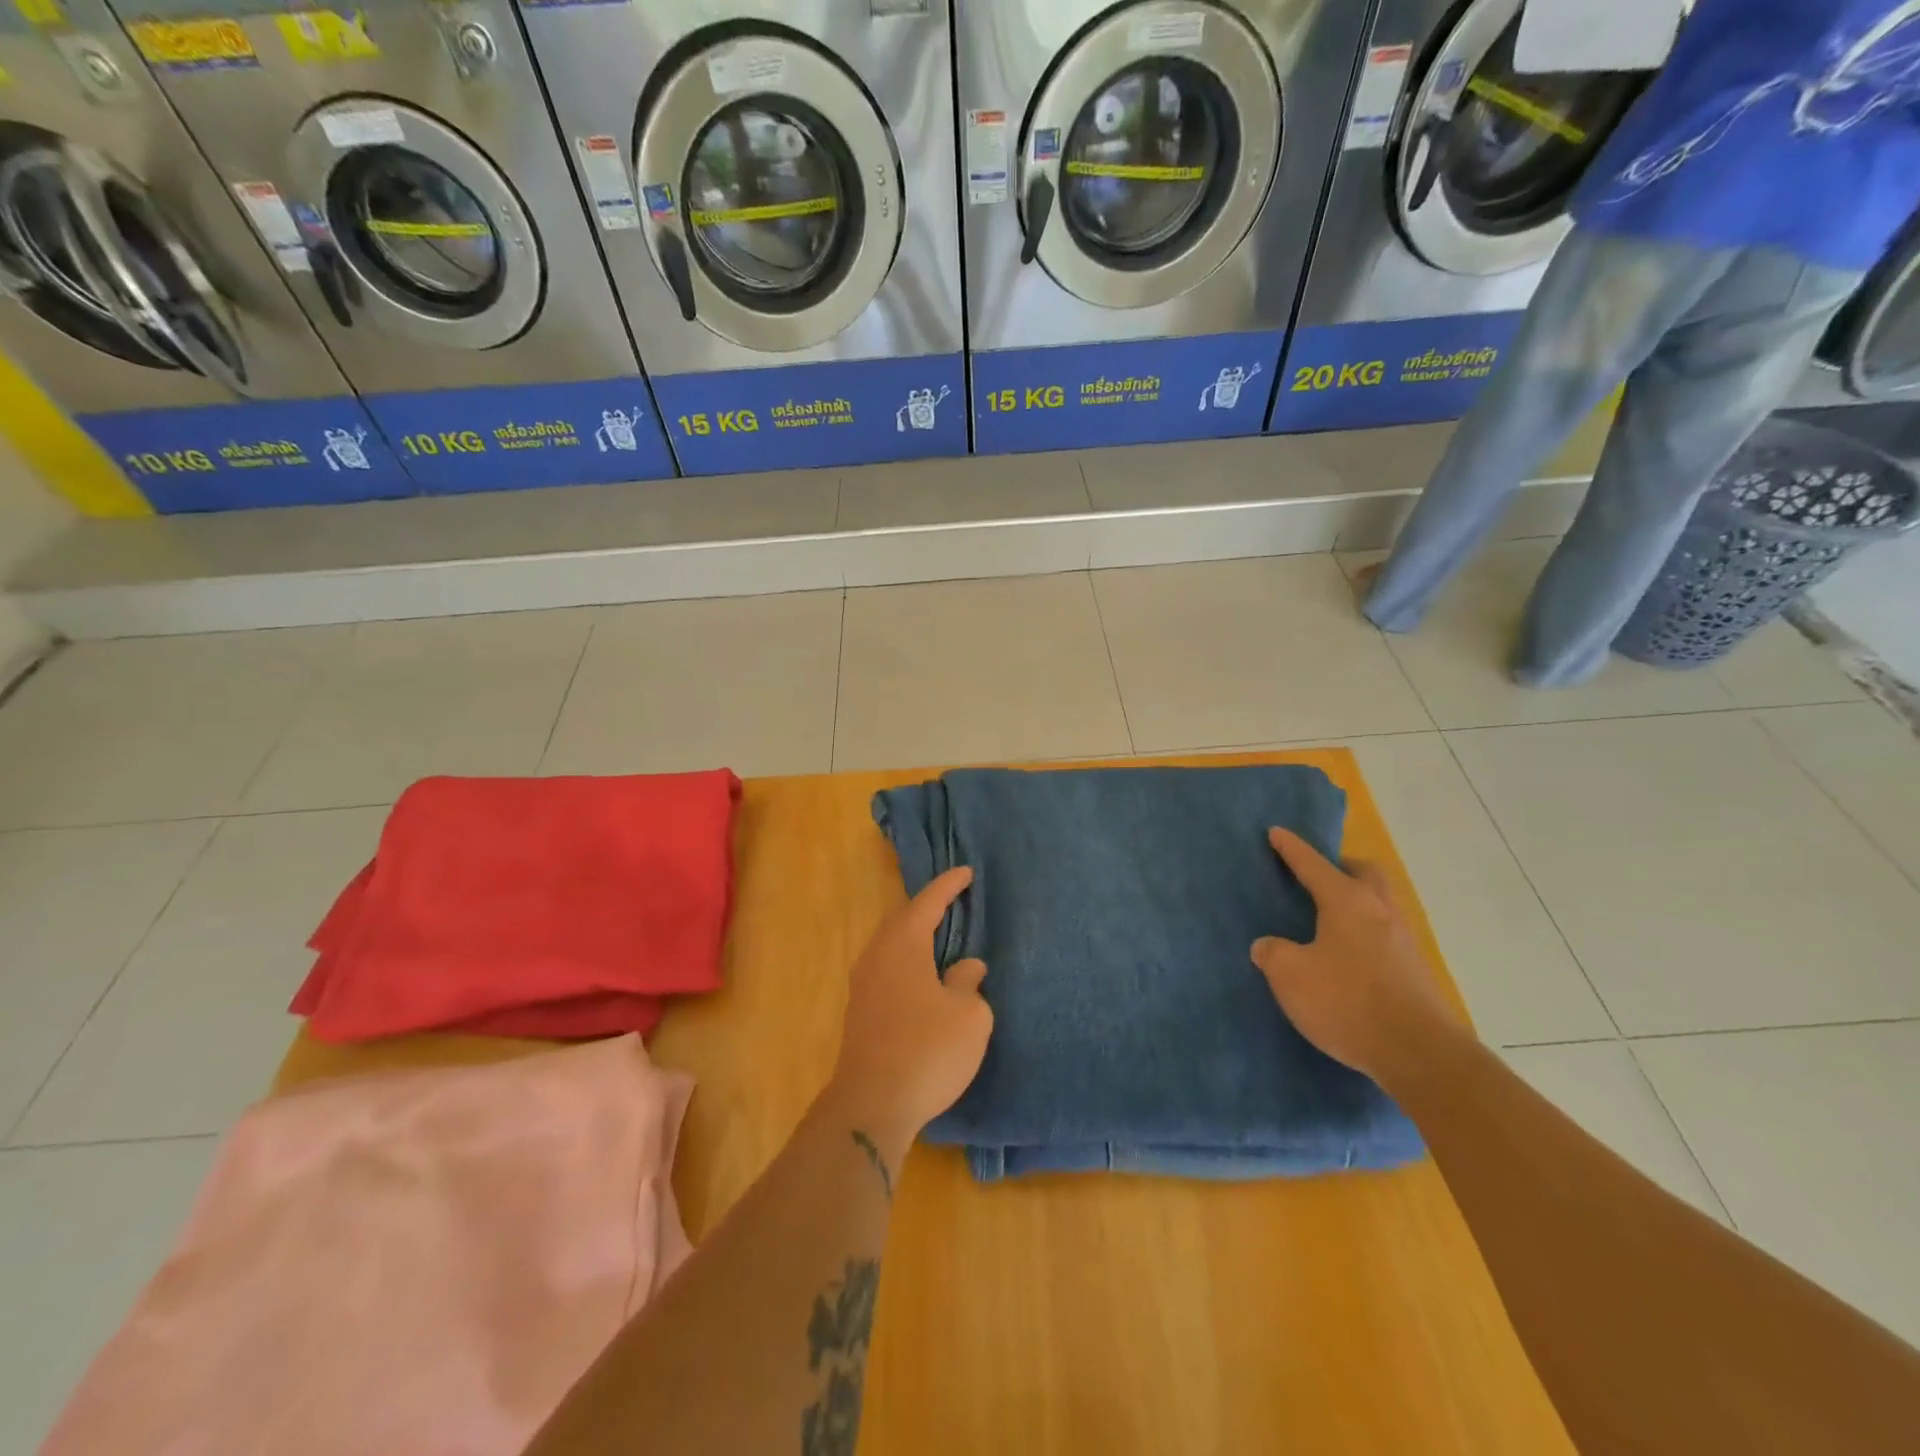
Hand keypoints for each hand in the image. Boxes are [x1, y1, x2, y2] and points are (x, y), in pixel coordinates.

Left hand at [825, 866, 992, 1155]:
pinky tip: (922, 976)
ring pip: (890, 945)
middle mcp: (877, 956)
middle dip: (926, 907)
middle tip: (952, 901)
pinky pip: (887, 968)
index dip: (948, 886)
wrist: (872, 1105)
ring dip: (914, 936)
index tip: (966, 873)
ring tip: (939, 936)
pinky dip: (907, 960)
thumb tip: (965, 968)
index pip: (927, 902)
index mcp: (903, 945)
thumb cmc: (928, 1050)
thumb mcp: (968, 1015)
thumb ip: (969, 982)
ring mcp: (863, 984)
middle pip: (902, 919)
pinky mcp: (860, 1011)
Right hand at [1252, 827, 1464, 1086]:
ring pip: (1379, 904)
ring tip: (1328, 921)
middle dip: (1341, 868)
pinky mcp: (1415, 970)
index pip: (1312, 864)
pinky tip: (1347, 958)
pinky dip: (1364, 934)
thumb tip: (1269, 945)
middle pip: (1364, 873)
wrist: (1419, 1053)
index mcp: (1346, 901)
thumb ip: (1273, 953)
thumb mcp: (1290, 976)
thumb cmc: (1347, 1002)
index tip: (1277, 832)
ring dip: (1356, 902)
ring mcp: (1403, 940)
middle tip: (1317, 877)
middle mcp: (1379, 910)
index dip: (1291, 848)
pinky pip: (1385, 935)